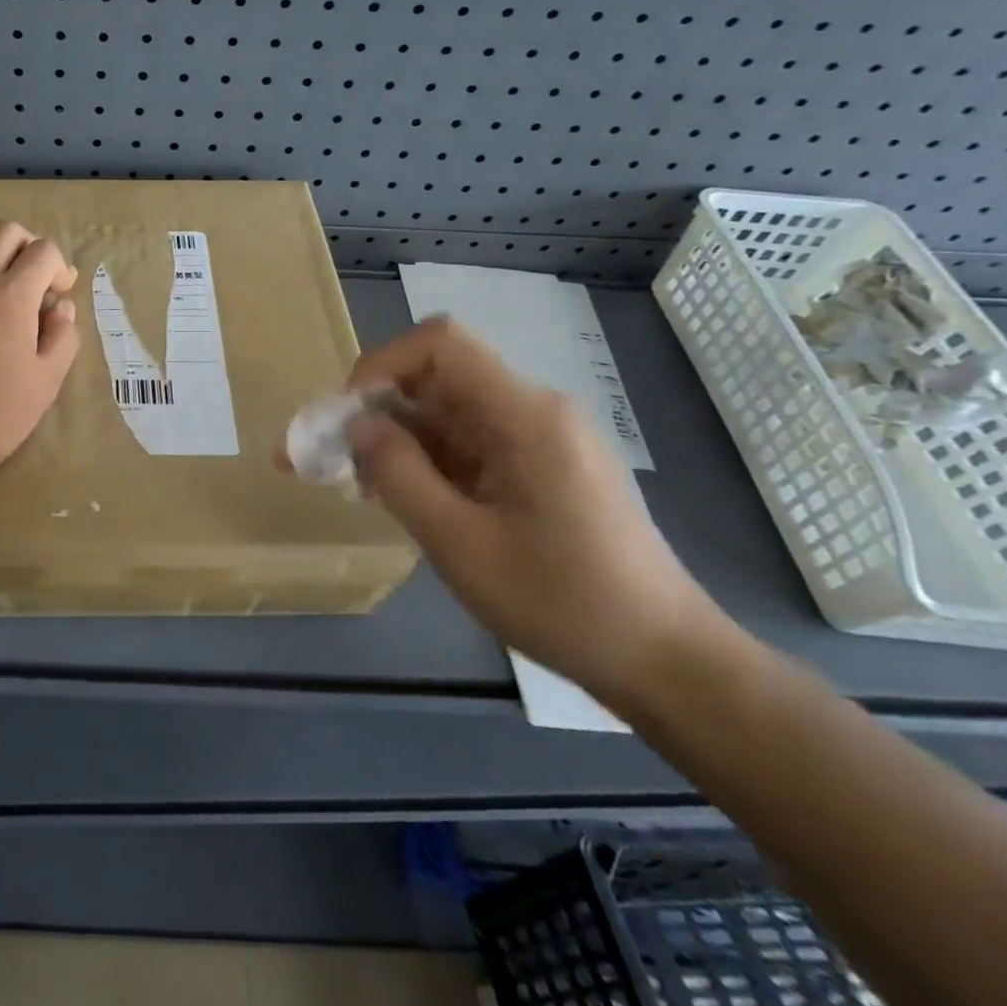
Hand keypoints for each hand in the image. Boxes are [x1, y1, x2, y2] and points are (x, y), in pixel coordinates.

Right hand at [346, 316, 730, 710]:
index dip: (381, 364)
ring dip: (401, 439)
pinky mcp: (545, 464)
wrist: (667, 662)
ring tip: (367, 489)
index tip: (348, 416)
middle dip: (379, 409)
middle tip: (339, 461)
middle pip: (439, 377)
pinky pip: (472, 440)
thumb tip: (357, 424)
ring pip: (450, 411)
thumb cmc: (562, 602)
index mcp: (524, 416)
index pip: (439, 343)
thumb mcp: (459, 543)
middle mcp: (535, 410)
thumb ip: (399, 474)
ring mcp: (544, 437)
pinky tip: (411, 500)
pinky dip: (430, 459)